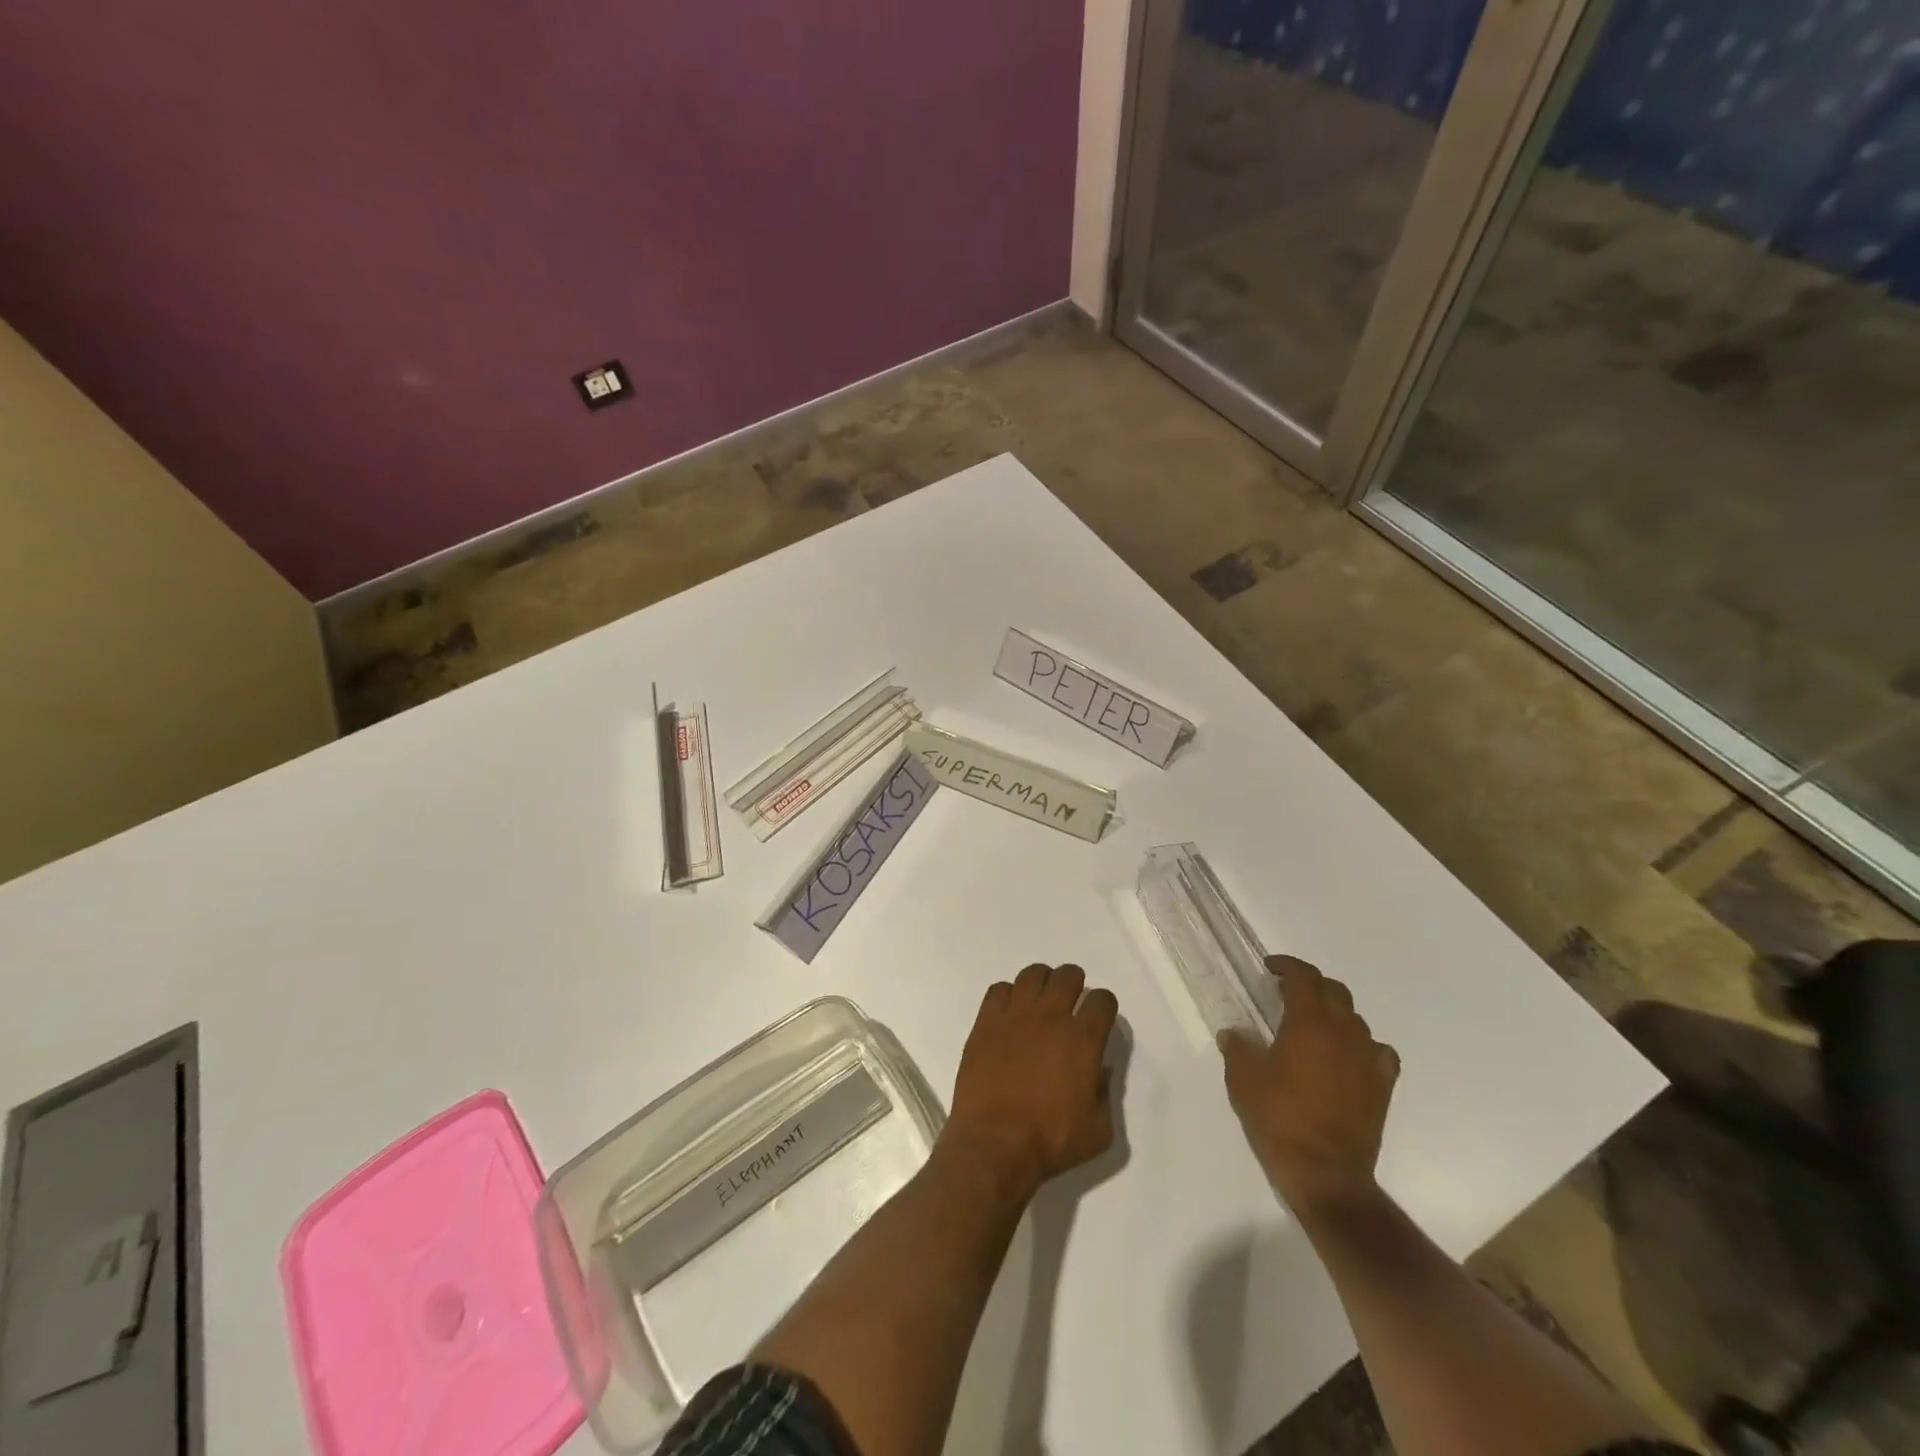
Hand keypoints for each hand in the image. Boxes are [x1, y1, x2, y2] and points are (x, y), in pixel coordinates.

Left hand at [945, 963, 1119, 1197]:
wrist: (994, 1145)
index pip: (1102, 1000)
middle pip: (1068, 975)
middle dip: (1074, 984)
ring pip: (1033, 974)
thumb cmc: (1050, 1141)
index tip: (1099, 1018)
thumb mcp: (1099, 1131)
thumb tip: (1101, 1070)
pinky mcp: (986, 1022)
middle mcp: (1051, 1017)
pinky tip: (1010, 1014)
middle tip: (1070, 1003)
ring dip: (1042, 983)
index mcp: (1082, 1040)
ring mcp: (1015, 1015)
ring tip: (1040, 1002)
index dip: (1104, 1006)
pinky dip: (1008, 995)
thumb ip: (1106, 1095)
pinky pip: (999, 989)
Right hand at [1220, 956, 1399, 1214]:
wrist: (1326, 1174)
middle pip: (1334, 991)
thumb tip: (1234, 1033)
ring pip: (1355, 1018)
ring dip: (1334, 1013)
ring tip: (1312, 1026)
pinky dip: (1361, 1044)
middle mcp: (1343, 1032)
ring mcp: (1367, 1059)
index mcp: (1309, 1023)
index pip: (1304, 977)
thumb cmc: (1279, 1120)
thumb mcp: (1243, 1081)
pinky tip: (1347, 1056)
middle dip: (1311, 984)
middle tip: (1287, 993)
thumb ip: (1238, 1048)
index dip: (1287, 965)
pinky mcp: (1383, 1086)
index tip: (1270, 967)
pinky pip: (1377, 1050)